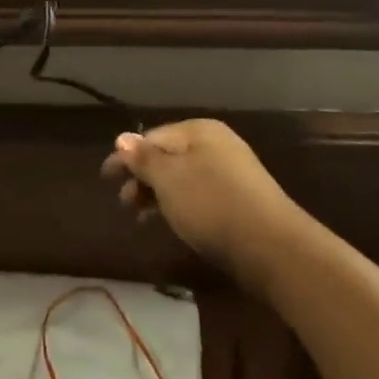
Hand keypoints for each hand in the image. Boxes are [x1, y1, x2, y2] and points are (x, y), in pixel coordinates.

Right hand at [101, 119, 301, 274]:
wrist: (273, 247)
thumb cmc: (211, 204)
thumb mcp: (168, 179)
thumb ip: (143, 158)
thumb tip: (122, 138)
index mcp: (198, 130)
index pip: (151, 137)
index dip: (125, 157)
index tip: (105, 178)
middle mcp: (216, 144)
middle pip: (167, 156)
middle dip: (142, 178)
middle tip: (124, 203)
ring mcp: (232, 172)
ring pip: (182, 178)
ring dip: (158, 194)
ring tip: (141, 217)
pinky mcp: (241, 200)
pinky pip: (198, 194)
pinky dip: (179, 205)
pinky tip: (172, 222)